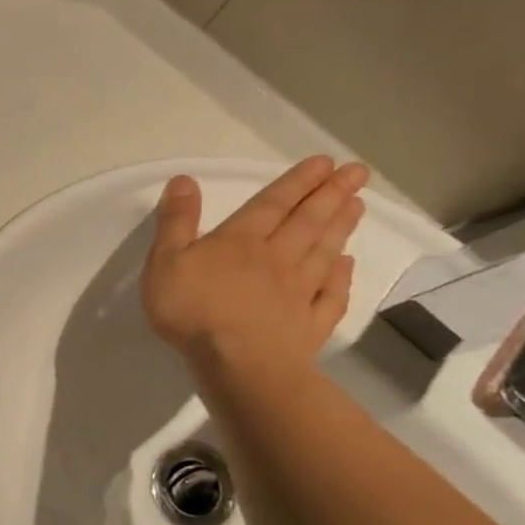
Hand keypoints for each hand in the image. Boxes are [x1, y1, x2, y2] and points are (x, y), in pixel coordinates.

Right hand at [142, 156, 368, 367]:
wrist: (237, 363)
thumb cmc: (193, 310)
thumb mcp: (166, 261)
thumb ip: (176, 222)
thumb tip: (185, 179)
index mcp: (240, 241)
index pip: (272, 204)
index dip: (297, 182)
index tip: (325, 161)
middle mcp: (277, 258)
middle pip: (307, 222)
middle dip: (331, 195)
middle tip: (357, 173)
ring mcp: (298, 292)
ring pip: (324, 252)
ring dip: (341, 227)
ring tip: (359, 205)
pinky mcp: (308, 324)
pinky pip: (330, 295)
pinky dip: (342, 277)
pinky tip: (347, 265)